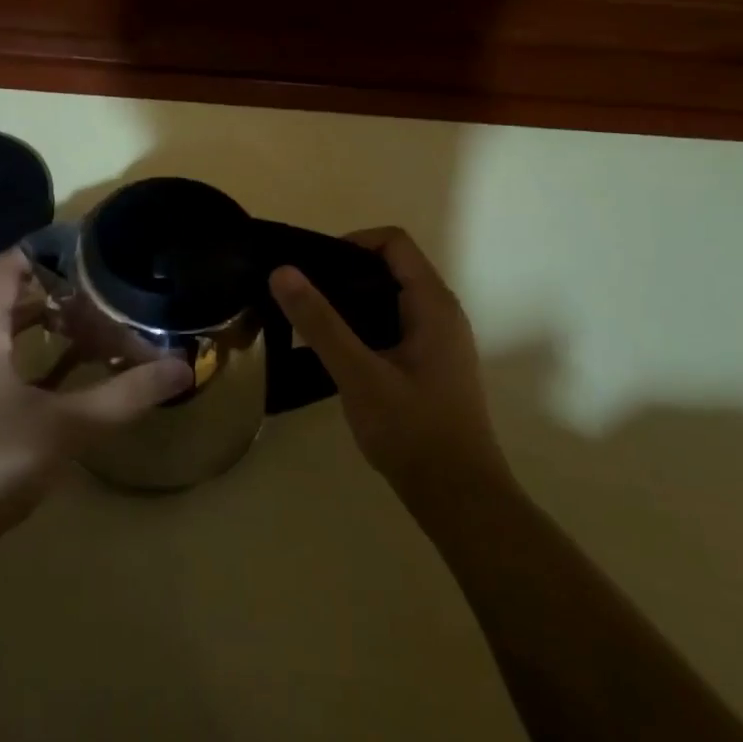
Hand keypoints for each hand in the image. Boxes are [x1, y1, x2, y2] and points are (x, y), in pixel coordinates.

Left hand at [0, 249, 191, 538]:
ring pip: (15, 331)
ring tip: (106, 325)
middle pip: (17, 295)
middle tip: (114, 290)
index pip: (10, 263)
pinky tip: (83, 373)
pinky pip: (12, 362)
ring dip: (56, 325)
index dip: (49, 248)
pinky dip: (45, 358)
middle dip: (64, 289)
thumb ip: (125, 395)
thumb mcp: (65, 427)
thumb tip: (182, 366)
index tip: (96, 250)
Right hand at [270, 228, 510, 510]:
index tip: (314, 267)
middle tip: (303, 294)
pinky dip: (364, 325)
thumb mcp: (358, 374)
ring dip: (352, 300)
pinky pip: (395, 325)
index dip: (352, 242)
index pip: (394, 242)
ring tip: (312, 321)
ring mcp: (440, 341)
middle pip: (391, 267)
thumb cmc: (412, 431)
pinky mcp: (432, 365)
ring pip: (391, 298)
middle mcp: (442, 313)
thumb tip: (282, 271)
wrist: (460, 499)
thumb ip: (320, 322)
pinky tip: (337, 353)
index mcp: (433, 304)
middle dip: (345, 272)